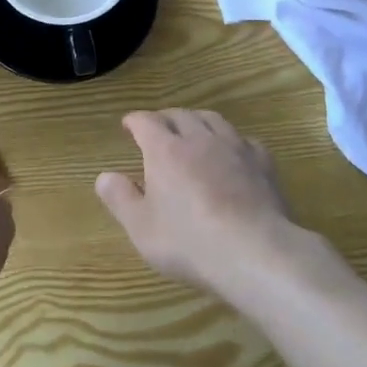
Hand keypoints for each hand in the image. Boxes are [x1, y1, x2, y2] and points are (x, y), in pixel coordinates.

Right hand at [96, 109, 303, 297]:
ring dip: (198, 120)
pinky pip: (243, 140)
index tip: (128, 125)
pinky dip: (232, 141)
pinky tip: (233, 154)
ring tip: (193, 130)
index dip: (135, 121)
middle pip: (179, 115)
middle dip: (165, 118)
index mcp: (165, 150)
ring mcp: (234, 147)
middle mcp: (199, 138)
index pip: (146, 121)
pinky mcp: (262, 163)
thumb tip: (104, 176)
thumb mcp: (142, 228)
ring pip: (212, 119)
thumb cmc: (190, 242)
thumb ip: (120, 199)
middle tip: (158, 128)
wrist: (254, 252)